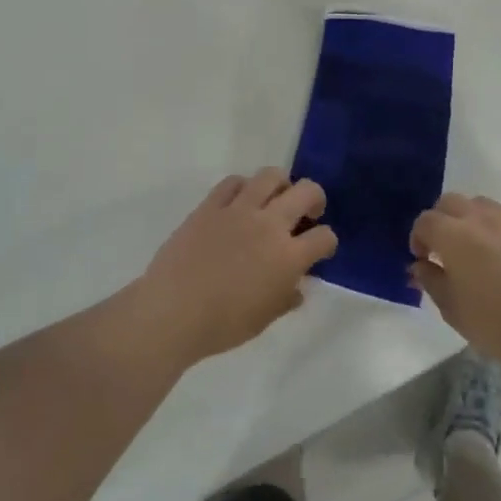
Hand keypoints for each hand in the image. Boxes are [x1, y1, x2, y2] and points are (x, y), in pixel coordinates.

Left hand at [134, 169, 336, 364]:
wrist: (172, 312)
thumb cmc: (222, 324)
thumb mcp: (264, 319)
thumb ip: (286, 298)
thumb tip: (296, 287)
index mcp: (288, 257)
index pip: (324, 237)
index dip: (327, 242)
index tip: (320, 249)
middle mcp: (269, 225)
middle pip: (306, 192)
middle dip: (315, 198)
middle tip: (308, 211)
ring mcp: (239, 210)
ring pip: (270, 176)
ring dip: (281, 183)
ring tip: (276, 197)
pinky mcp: (211, 205)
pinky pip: (233, 182)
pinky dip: (243, 186)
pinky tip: (241, 200)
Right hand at [410, 194, 500, 371]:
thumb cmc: (496, 323)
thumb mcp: (452, 309)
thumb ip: (431, 281)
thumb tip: (420, 265)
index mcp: (453, 235)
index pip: (425, 221)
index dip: (418, 238)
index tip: (423, 259)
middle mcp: (479, 217)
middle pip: (450, 203)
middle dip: (441, 221)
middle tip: (444, 250)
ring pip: (479, 204)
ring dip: (469, 219)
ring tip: (475, 249)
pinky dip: (496, 227)